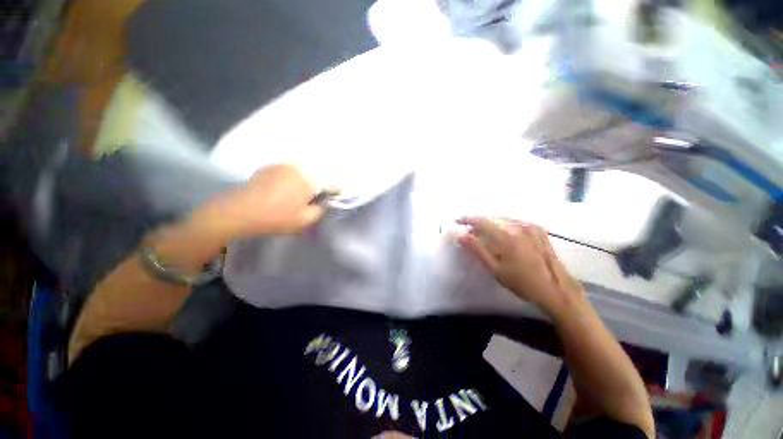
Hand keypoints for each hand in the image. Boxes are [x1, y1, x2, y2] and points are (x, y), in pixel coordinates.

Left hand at [198, 163, 325, 238]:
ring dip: (307, 180)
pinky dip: (293, 178)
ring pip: (303, 171)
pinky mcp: (270, 167)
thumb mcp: (304, 220)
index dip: (336, 190)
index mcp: (309, 180)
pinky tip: (287, 189)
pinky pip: (289, 171)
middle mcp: (298, 168)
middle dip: (321, 185)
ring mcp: (282, 165)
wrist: (240, 211)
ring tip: (303, 193)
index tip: (338, 196)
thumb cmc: (276, 217)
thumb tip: (323, 203)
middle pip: (317, 175)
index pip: (330, 183)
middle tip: (319, 197)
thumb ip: (319, 210)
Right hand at [457, 217, 585, 316]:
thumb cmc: (522, 283)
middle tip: (469, 230)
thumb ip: (477, 250)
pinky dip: (503, 224)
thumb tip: (461, 236)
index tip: (458, 221)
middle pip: (492, 218)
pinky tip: (501, 233)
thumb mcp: (495, 270)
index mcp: (507, 236)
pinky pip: (515, 221)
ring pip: (503, 219)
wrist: (556, 290)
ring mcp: (530, 226)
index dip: (467, 220)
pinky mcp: (538, 229)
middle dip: (478, 222)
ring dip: (490, 223)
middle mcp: (519, 226)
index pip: (481, 221)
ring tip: (482, 232)